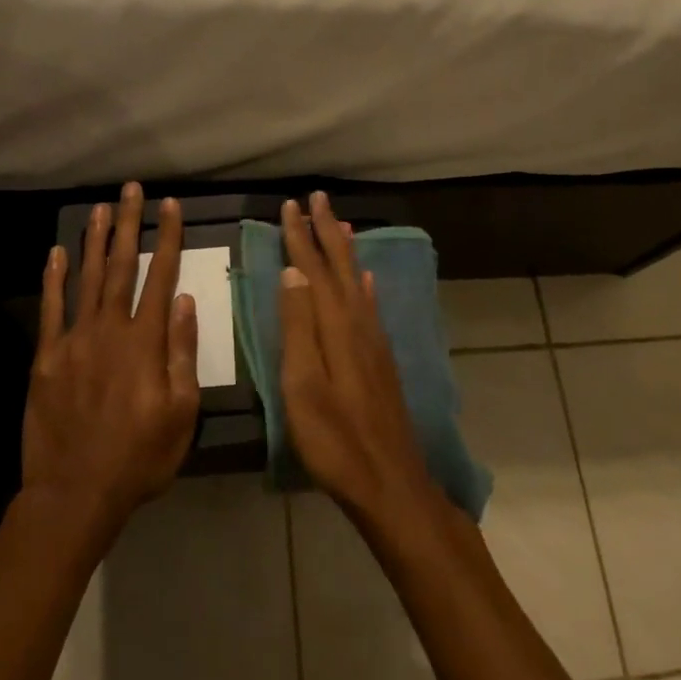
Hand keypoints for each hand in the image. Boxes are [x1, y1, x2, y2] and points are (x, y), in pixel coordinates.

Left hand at [24, 183, 200, 535]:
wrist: (76, 492)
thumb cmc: (140, 457)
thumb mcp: (181, 412)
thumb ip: (182, 353)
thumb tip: (186, 301)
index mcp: (145, 342)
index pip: (160, 277)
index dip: (167, 238)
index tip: (170, 206)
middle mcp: (109, 330)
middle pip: (121, 266)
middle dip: (128, 225)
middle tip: (130, 190)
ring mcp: (74, 341)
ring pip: (86, 279)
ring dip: (95, 241)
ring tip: (101, 208)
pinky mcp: (47, 358)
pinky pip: (51, 309)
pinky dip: (53, 279)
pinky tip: (57, 253)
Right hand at [279, 191, 441, 526]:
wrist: (390, 482)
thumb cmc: (335, 440)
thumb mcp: (302, 385)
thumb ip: (297, 327)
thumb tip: (293, 272)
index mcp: (335, 327)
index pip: (314, 270)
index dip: (301, 237)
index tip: (290, 205)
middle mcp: (359, 324)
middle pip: (340, 267)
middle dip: (326, 231)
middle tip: (316, 197)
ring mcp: (374, 342)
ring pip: (358, 281)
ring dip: (346, 250)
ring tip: (341, 223)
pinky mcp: (381, 360)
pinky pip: (372, 306)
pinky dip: (366, 286)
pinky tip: (368, 280)